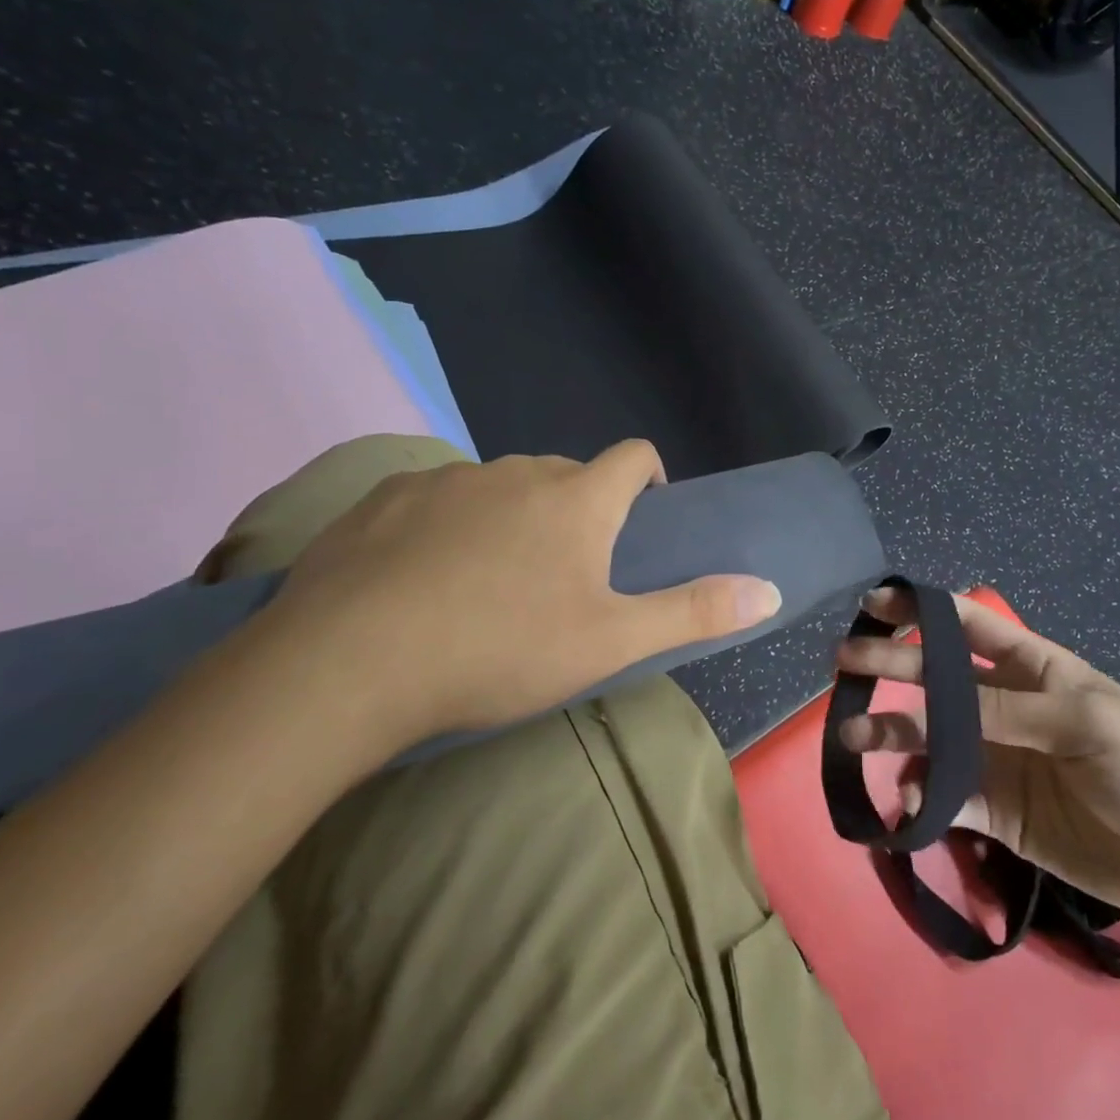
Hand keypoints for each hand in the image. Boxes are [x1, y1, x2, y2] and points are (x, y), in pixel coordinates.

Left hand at [244, 440, 780, 749]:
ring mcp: (446, 479)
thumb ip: (694, 611)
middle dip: (577, 509)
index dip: (647, 478)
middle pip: (565, 474)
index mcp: (577, 498)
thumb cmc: (501, 648)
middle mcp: (516, 471)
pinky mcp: (385, 497)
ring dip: (511, 517)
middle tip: (564, 575)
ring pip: (499, 486)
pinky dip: (447, 525)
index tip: (640, 518)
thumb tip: (770, 589)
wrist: (349, 663)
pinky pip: (437, 498)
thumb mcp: (611, 640)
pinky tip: (423, 579)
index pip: (633, 456)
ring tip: (489, 583)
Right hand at [835, 587, 1119, 928]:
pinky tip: (910, 803)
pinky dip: (920, 797)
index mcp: (1030, 667)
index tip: (874, 604)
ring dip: (892, 734)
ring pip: (930, 738)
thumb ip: (1003, 713)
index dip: (921, 610)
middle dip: (890, 665)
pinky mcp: (994, 813)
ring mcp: (995, 759)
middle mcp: (1002, 706)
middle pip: (935, 677)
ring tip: (854, 738)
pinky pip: (944, 798)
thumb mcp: (1082, 722)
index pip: (966, 625)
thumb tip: (928, 717)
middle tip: (844, 665)